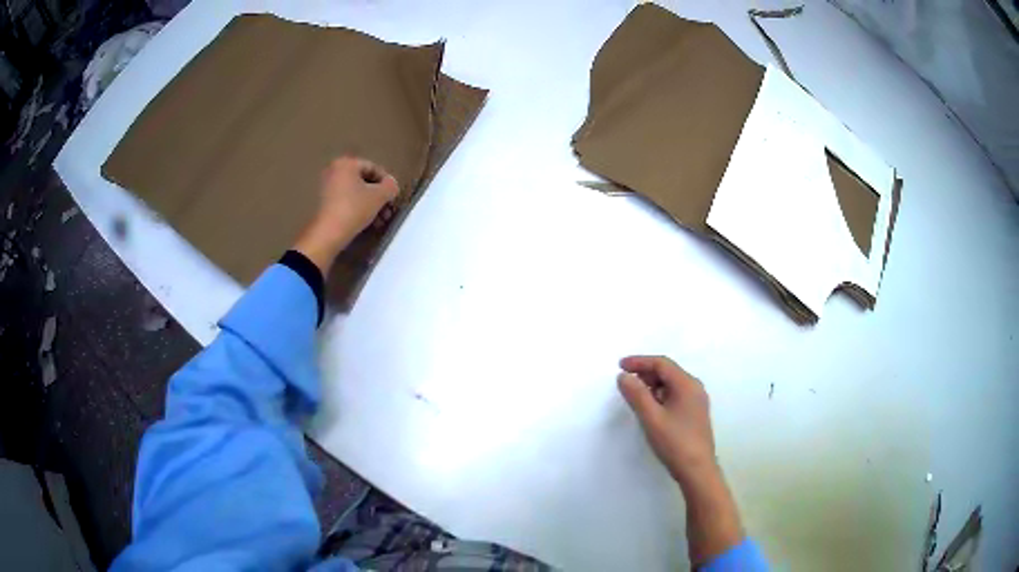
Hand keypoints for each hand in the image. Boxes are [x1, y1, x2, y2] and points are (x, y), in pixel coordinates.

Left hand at [294, 157, 399, 273]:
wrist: (328, 234)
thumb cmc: (354, 209)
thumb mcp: (379, 197)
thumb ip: (390, 186)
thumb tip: (392, 185)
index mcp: (346, 163)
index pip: (374, 168)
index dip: (387, 183)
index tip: (393, 197)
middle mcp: (334, 171)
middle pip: (364, 181)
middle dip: (379, 197)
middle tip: (388, 210)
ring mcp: (327, 187)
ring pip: (356, 193)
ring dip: (371, 205)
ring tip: (380, 220)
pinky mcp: (324, 203)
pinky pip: (346, 200)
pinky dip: (358, 209)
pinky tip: (368, 223)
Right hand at [618, 355, 716, 486]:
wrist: (697, 470)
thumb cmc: (674, 442)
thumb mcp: (651, 418)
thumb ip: (637, 395)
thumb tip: (624, 376)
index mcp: (687, 384)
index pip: (662, 363)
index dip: (640, 362)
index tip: (620, 366)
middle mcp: (695, 388)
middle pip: (668, 372)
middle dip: (645, 373)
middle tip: (625, 380)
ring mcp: (696, 401)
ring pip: (671, 384)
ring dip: (652, 385)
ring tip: (634, 394)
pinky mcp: (695, 413)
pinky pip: (675, 395)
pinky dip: (660, 395)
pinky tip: (650, 407)